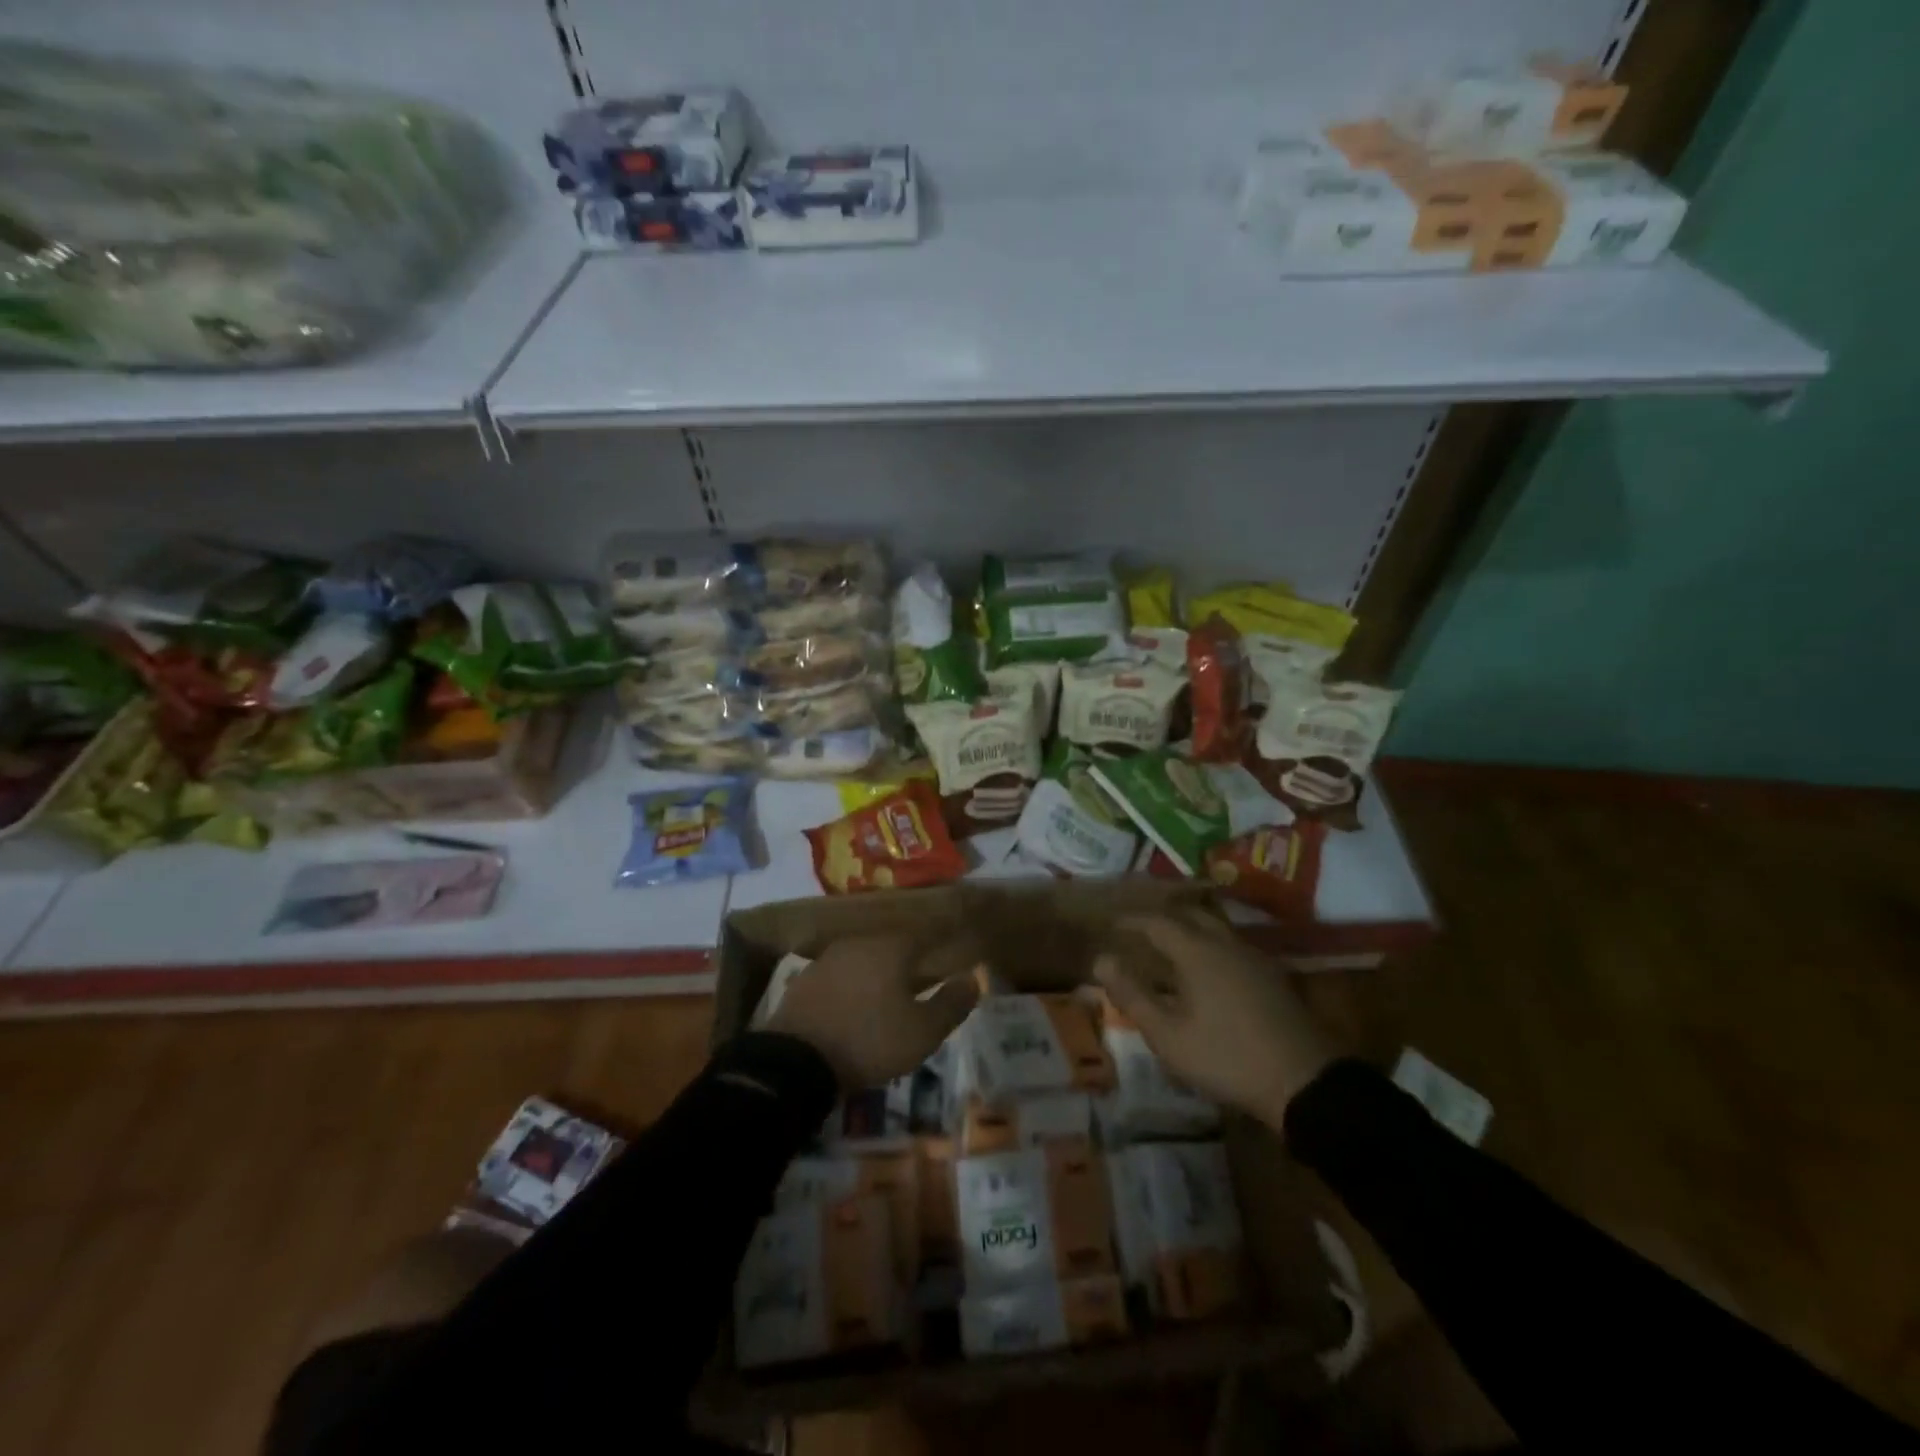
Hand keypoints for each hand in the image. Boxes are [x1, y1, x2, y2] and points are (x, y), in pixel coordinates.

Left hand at [768, 933, 982, 1090]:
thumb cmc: (870, 1041)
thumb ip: (952, 1003)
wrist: (796, 1060)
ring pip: (863, 960)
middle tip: (921, 982)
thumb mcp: (923, 1032)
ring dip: (878, 975)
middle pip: (892, 947)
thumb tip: (973, 978)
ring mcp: (827, 959)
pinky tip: (854, 1009)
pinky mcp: (804, 980)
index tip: (950, 956)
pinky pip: (839, 978)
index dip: (939, 945)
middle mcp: (859, 943)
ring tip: (887, 998)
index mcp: (892, 948)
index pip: (925, 936)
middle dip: (908, 961)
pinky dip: (851, 988)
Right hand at [1092, 910, 1338, 1126]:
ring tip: (1168, 944)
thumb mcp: (1169, 1035)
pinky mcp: (1272, 976)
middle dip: (1162, 916)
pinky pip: (1231, 945)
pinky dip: (1209, 944)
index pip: (1157, 922)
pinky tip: (1206, 968)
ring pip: (1215, 927)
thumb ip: (1132, 995)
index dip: (1132, 921)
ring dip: (1188, 928)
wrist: (1305, 1082)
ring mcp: (1254, 958)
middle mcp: (1225, 943)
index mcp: (1197, 951)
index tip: (1112, 924)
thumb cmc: (1227, 1057)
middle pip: (1190, 915)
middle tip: (1140, 927)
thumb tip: (1101, 960)